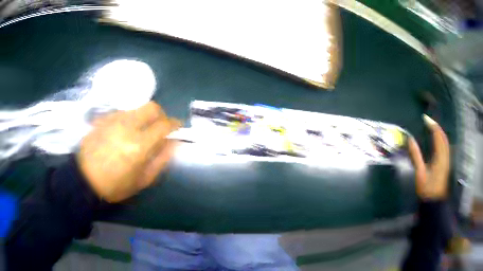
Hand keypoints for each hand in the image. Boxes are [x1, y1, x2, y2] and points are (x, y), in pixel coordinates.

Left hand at [77, 102, 180, 202]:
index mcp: (139, 145)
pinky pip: (122, 113)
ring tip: (139, 132)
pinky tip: (123, 132)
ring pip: (136, 108)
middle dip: (161, 114)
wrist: (84, 179)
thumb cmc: (115, 185)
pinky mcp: (103, 118)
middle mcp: (127, 126)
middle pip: (151, 107)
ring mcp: (113, 119)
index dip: (174, 124)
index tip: (177, 127)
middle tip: (160, 126)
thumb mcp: (142, 180)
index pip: (164, 125)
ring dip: (143, 117)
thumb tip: (173, 143)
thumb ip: (160, 160)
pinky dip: (129, 119)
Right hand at [408, 115, 449, 199]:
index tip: (424, 118)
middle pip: (443, 137)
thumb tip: (410, 139)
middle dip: (436, 127)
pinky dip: (442, 139)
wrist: (434, 203)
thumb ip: (415, 155)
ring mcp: (447, 160)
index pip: (437, 135)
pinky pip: (446, 147)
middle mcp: (445, 156)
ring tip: (432, 128)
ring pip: (445, 141)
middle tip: (428, 121)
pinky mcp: (446, 164)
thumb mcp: (420, 173)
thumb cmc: (426, 189)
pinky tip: (438, 141)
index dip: (432, 125)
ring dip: (440, 132)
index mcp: (440, 157)